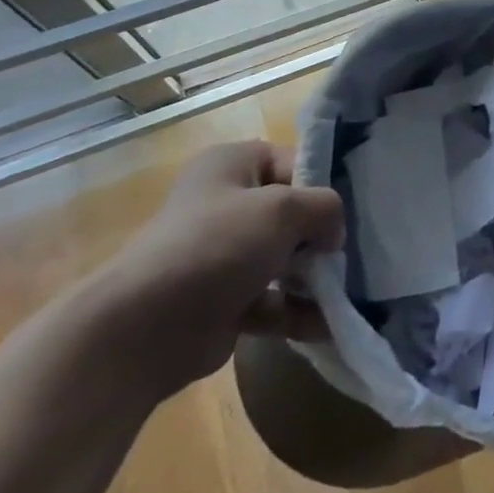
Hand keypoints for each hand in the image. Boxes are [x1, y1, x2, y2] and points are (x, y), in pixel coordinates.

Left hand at [92, 140, 344, 397]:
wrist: (142, 331)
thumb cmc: (217, 246)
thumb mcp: (284, 208)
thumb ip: (325, 207)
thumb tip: (333, 233)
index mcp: (232, 165)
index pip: (294, 161)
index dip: (322, 184)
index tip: (347, 210)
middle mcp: (226, 203)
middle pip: (292, 212)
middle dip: (323, 235)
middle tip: (351, 252)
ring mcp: (224, 255)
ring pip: (284, 258)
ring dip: (315, 276)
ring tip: (347, 291)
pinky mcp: (224, 302)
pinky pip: (272, 300)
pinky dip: (297, 311)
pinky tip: (328, 325)